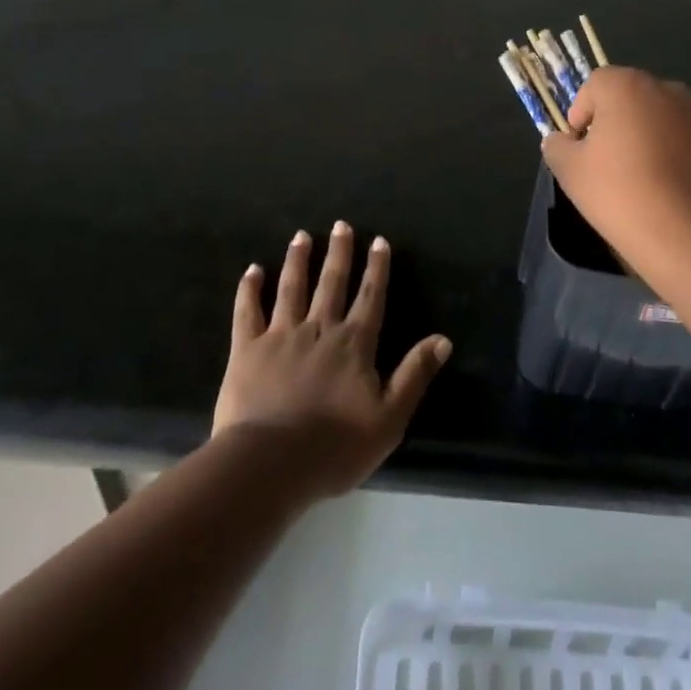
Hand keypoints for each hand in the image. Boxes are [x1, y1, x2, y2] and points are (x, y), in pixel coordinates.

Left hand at [212, 222, 451, 497]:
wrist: (270, 464)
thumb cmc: (334, 447)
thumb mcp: (389, 419)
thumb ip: (415, 375)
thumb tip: (443, 340)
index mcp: (354, 343)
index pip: (370, 296)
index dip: (377, 268)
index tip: (378, 240)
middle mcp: (319, 328)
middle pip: (332, 282)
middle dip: (339, 252)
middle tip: (341, 224)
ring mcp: (281, 335)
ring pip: (292, 288)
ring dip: (299, 260)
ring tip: (302, 236)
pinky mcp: (247, 349)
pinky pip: (247, 311)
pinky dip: (250, 289)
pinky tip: (253, 270)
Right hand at [541, 67, 690, 269]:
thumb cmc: (623, 195)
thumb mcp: (571, 173)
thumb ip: (557, 147)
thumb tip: (560, 140)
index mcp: (628, 86)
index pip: (595, 84)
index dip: (581, 113)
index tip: (580, 148)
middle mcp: (668, 89)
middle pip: (632, 98)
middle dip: (617, 124)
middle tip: (608, 164)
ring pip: (662, 119)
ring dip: (649, 138)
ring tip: (643, 181)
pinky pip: (689, 141)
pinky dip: (677, 156)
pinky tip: (673, 192)